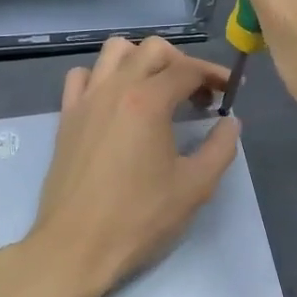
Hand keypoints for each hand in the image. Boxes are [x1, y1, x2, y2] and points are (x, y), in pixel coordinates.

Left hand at [23, 36, 239, 296]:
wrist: (75, 247)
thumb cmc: (138, 218)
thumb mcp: (195, 187)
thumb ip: (221, 148)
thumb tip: (230, 122)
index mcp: (149, 101)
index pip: (189, 69)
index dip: (215, 75)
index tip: (231, 91)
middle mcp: (115, 88)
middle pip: (153, 49)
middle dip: (183, 63)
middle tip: (198, 95)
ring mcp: (86, 100)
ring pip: (115, 51)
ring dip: (142, 60)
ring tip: (158, 90)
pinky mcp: (66, 117)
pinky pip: (83, 76)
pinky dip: (104, 77)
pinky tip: (117, 102)